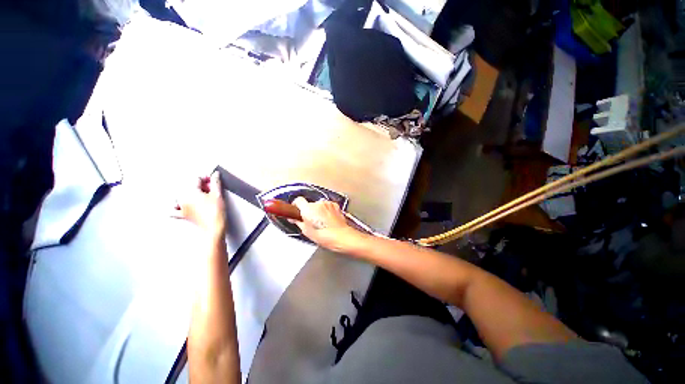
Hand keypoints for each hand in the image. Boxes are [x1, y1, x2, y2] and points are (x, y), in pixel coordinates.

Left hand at [173, 171, 226, 239]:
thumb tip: (214, 174)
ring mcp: (181, 207)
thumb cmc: (216, 212)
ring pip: (181, 196)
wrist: (215, 227)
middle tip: (210, 188)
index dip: (206, 178)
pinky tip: (180, 205)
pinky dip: (175, 207)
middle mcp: (182, 199)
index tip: (212, 179)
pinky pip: (173, 210)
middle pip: (189, 187)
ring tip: (201, 195)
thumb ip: (215, 182)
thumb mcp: (218, 194)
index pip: (196, 179)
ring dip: (190, 193)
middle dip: (200, 186)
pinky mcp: (183, 215)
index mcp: (190, 192)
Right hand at [291, 197, 363, 251]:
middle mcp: (318, 203)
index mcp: (308, 209)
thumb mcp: (306, 232)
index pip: (298, 200)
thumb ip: (298, 222)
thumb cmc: (325, 236)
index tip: (296, 210)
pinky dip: (326, 210)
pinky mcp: (335, 205)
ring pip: (319, 205)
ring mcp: (327, 203)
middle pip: (309, 204)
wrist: (341, 236)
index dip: (296, 205)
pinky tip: (328, 220)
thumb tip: (294, 219)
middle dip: (309, 211)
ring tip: (321, 222)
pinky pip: (327, 206)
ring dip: (319, 211)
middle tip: (310, 221)